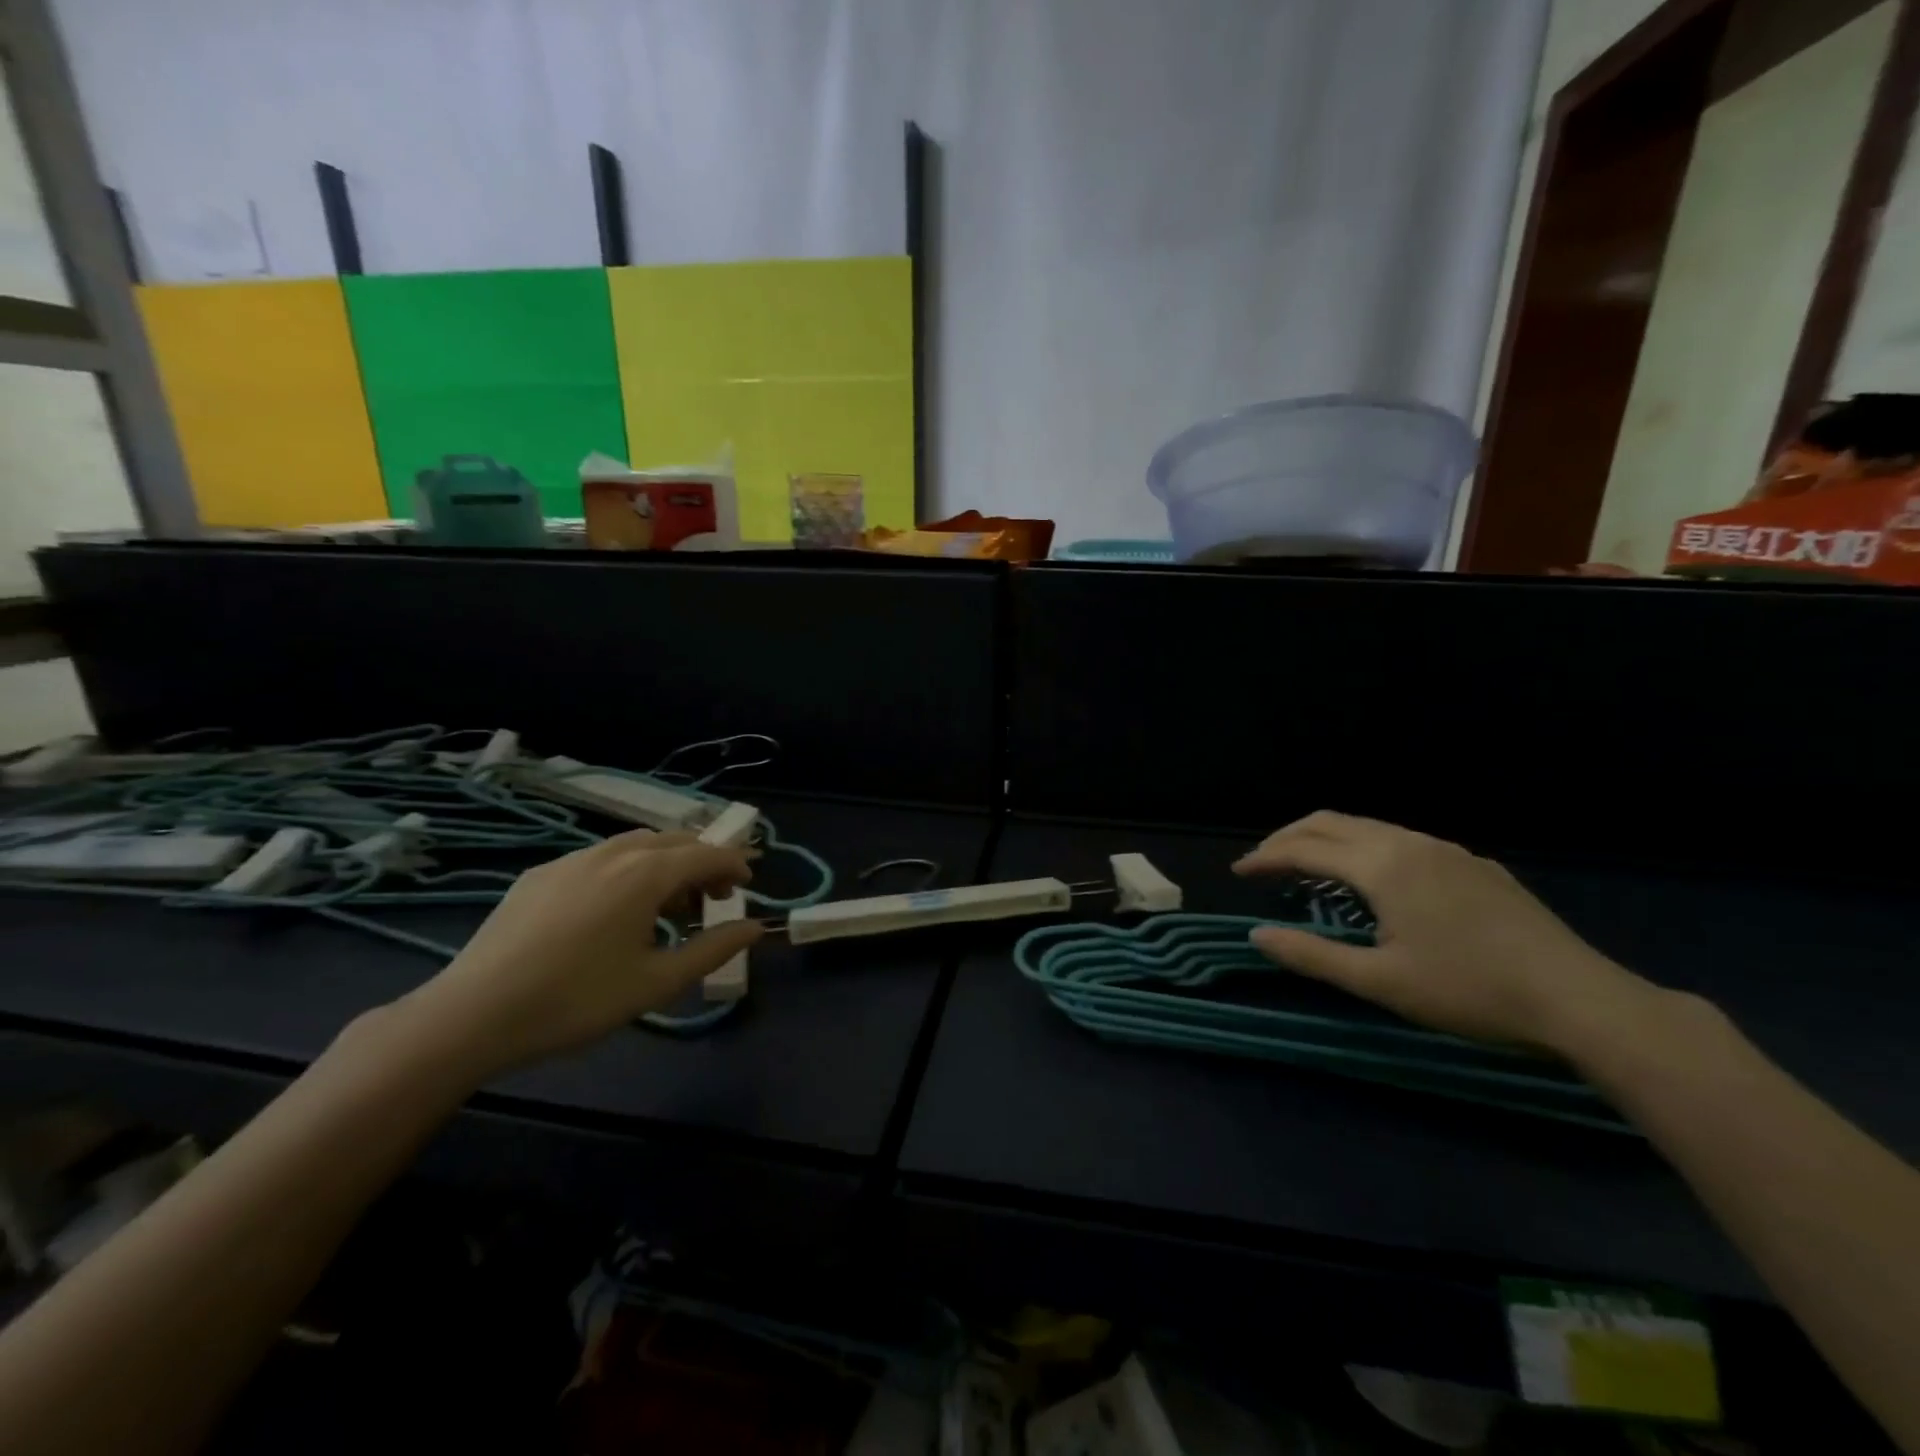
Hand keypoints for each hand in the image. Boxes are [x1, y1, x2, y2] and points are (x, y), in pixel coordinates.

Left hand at [391, 830, 762, 1078]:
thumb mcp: (656, 983)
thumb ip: (713, 949)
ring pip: (634, 845)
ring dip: (664, 864)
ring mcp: (570, 860)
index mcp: (645, 874)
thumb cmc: (576, 1000)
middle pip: (673, 841)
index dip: (734, 863)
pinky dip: (626, 871)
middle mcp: (611, 853)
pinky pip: (599, 859)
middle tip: (712, 898)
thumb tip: (754, 927)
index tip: (748, 883)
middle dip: (701, 861)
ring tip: (666, 906)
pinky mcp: (539, 875)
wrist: (471, 1015)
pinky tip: (613, 911)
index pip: (706, 853)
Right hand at [1233, 811, 1655, 1049]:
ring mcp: (1446, 850)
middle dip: (1289, 837)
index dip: (1266, 858)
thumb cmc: (1469, 991)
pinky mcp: (1474, 865)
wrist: (1579, 999)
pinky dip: (1364, 848)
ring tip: (1308, 867)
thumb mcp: (1380, 982)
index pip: (1304, 849)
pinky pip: (1401, 840)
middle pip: (1331, 822)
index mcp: (1381, 866)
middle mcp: (1409, 843)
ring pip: (1369, 827)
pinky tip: (1374, 880)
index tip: (1238, 872)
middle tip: (1264, 862)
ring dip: (1327, 840)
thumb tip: (1257, 935)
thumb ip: (1311, 955)